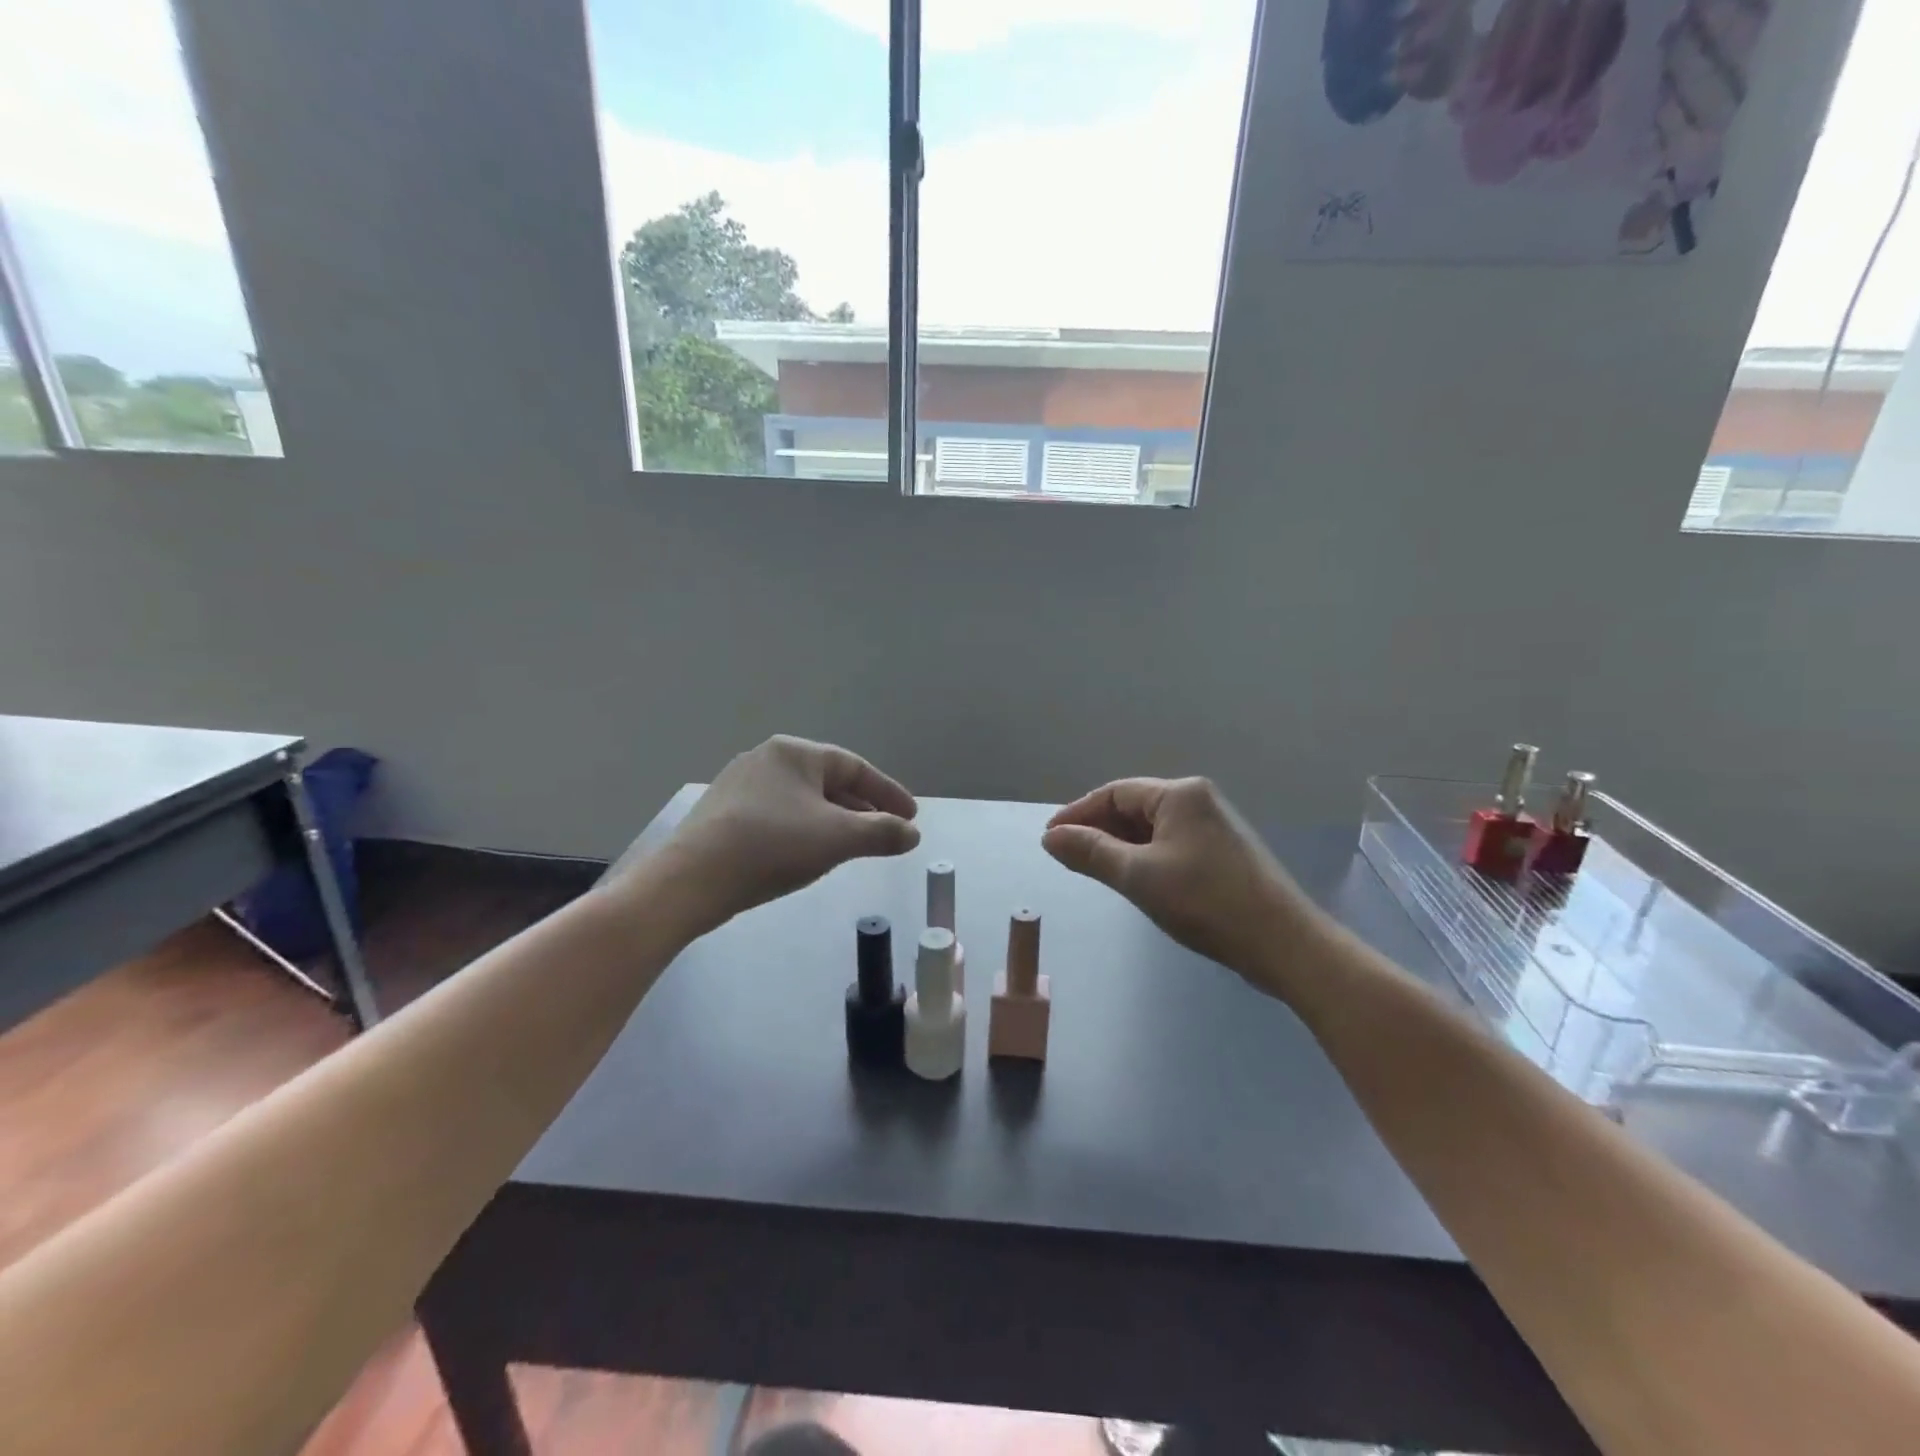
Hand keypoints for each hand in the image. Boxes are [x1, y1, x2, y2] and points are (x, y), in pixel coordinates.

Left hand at [623, 736, 919, 933]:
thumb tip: (912, 833)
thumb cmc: (773, 846)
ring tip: (854, 847)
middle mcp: (766, 759)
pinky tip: (807, 854)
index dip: (888, 793)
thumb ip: (882, 833)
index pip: (855, 767)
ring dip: (834, 822)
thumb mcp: (838, 838)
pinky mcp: (722, 814)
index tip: (911, 817)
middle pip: (828, 783)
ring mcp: (739, 785)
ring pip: (802, 801)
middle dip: (862, 809)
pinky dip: (804, 830)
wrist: (691, 880)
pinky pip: (778, 815)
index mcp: (795, 753)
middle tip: (886, 833)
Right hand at [1042, 777, 1323, 992]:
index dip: (1078, 813)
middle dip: (1097, 830)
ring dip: (1119, 846)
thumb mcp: (1139, 876)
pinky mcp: (1222, 853)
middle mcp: (1197, 800)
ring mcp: (1213, 827)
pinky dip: (1143, 858)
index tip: (1049, 839)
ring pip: (1151, 829)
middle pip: (1133, 807)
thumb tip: (1051, 837)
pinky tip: (1131, 879)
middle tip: (1066, 857)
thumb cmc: (1206, 902)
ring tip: (1091, 869)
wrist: (1283, 943)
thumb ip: (1091, 852)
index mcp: (1179, 795)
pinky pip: (1169, 845)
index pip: (1114, 793)